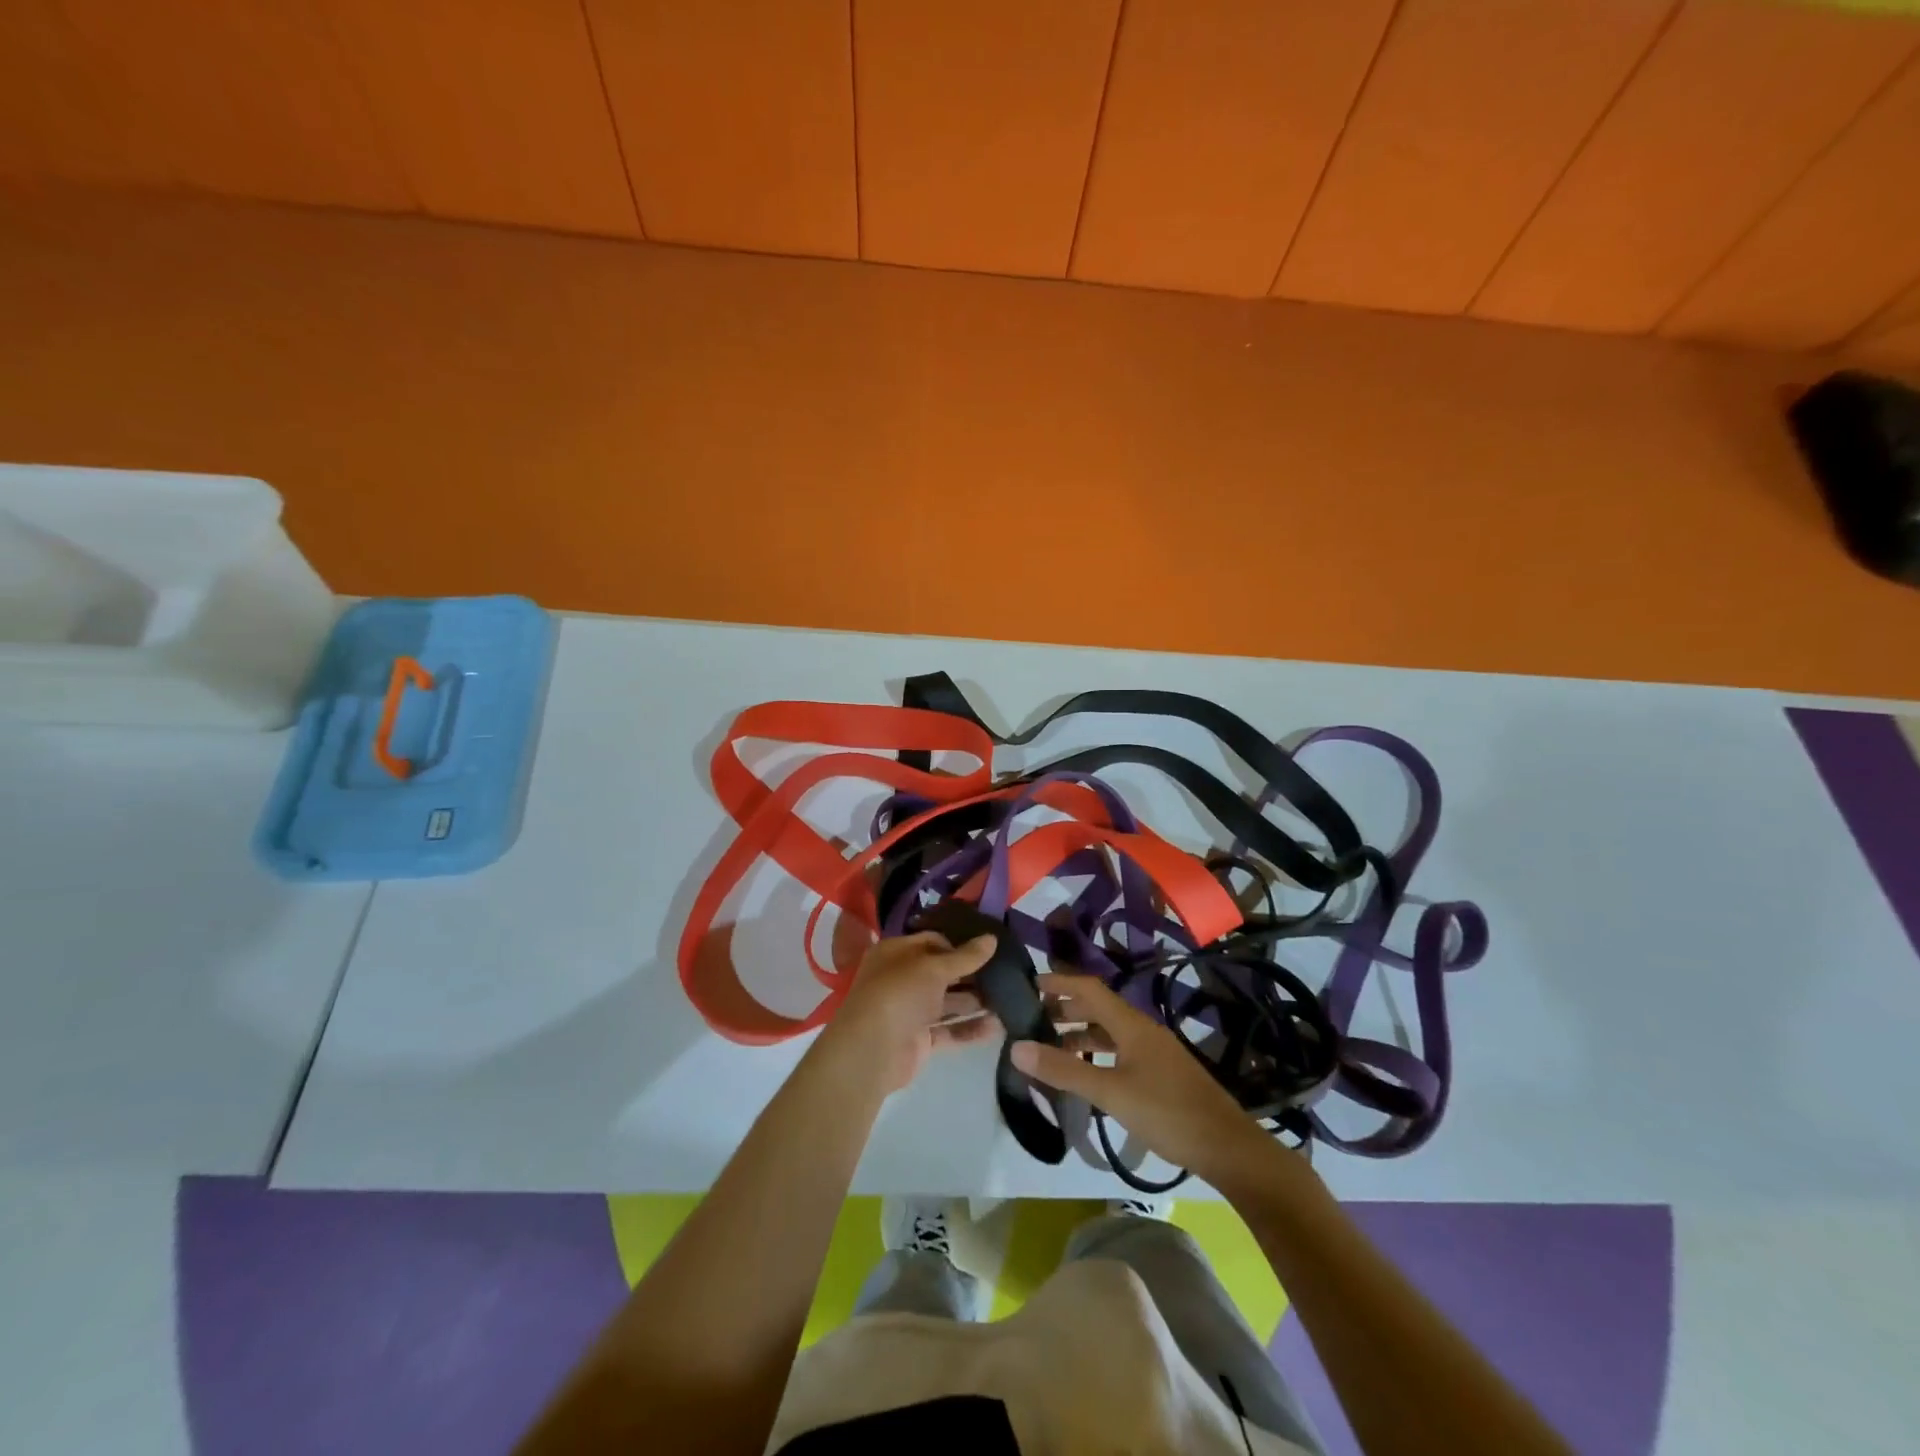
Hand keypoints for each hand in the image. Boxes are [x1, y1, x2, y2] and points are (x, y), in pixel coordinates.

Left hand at [816, 932, 1002, 1093]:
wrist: (872, 1051)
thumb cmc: (899, 993)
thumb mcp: (934, 967)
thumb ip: (965, 956)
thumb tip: (992, 938)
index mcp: (896, 953)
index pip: (933, 941)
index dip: (960, 944)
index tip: (990, 949)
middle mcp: (902, 979)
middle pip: (942, 973)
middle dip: (972, 975)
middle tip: (1007, 974)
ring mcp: (911, 1011)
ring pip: (948, 1002)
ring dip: (976, 1002)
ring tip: (1010, 999)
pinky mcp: (920, 1039)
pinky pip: (950, 1030)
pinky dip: (971, 1029)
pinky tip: (998, 1027)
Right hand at [1011, 972, 1277, 1186]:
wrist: (1226, 1146)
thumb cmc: (1166, 1112)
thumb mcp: (1110, 1092)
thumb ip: (1064, 1070)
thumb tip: (1016, 1046)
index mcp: (1131, 1024)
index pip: (1089, 988)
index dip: (1059, 983)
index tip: (1028, 985)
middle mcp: (1142, 1028)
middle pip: (1098, 1006)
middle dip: (1065, 1008)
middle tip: (1032, 1019)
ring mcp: (1154, 1050)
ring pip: (1109, 1029)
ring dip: (1080, 1031)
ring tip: (1052, 1046)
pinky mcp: (1161, 1071)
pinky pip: (1120, 1049)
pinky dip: (1097, 1051)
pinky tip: (1087, 1072)